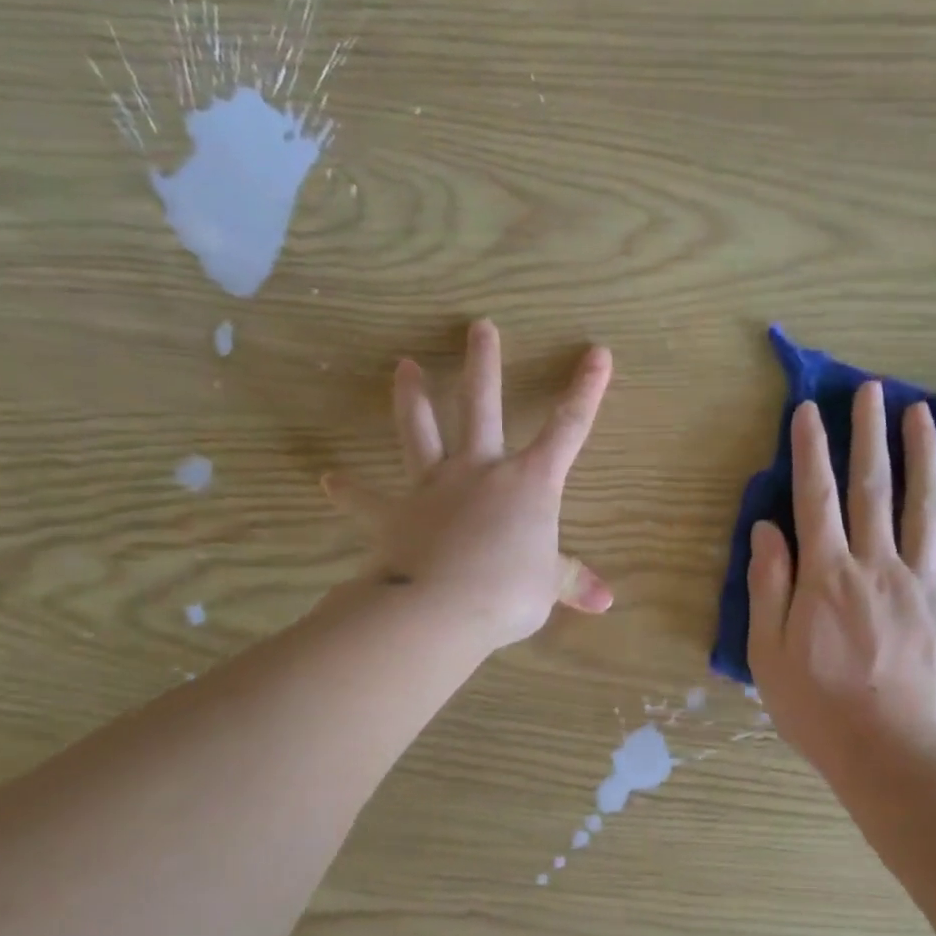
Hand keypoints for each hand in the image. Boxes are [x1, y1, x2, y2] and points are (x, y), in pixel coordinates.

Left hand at [322, 319, 613, 650]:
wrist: (440, 608)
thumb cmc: (507, 592)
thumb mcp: (547, 587)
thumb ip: (571, 583)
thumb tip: (606, 602)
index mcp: (529, 482)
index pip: (568, 428)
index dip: (586, 391)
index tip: (598, 353)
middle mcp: (480, 470)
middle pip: (481, 406)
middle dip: (483, 365)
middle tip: (478, 327)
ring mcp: (433, 487)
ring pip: (420, 432)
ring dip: (412, 398)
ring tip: (402, 366)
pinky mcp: (395, 514)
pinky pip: (368, 501)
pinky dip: (350, 492)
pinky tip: (329, 481)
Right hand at [747, 383, 935, 786]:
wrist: (892, 755)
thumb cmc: (818, 707)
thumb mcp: (769, 651)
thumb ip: (768, 585)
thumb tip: (767, 528)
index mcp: (826, 574)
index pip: (815, 496)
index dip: (811, 449)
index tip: (810, 409)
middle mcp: (877, 564)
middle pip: (873, 487)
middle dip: (869, 434)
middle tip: (870, 390)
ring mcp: (924, 582)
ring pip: (926, 505)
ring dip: (923, 455)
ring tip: (921, 413)